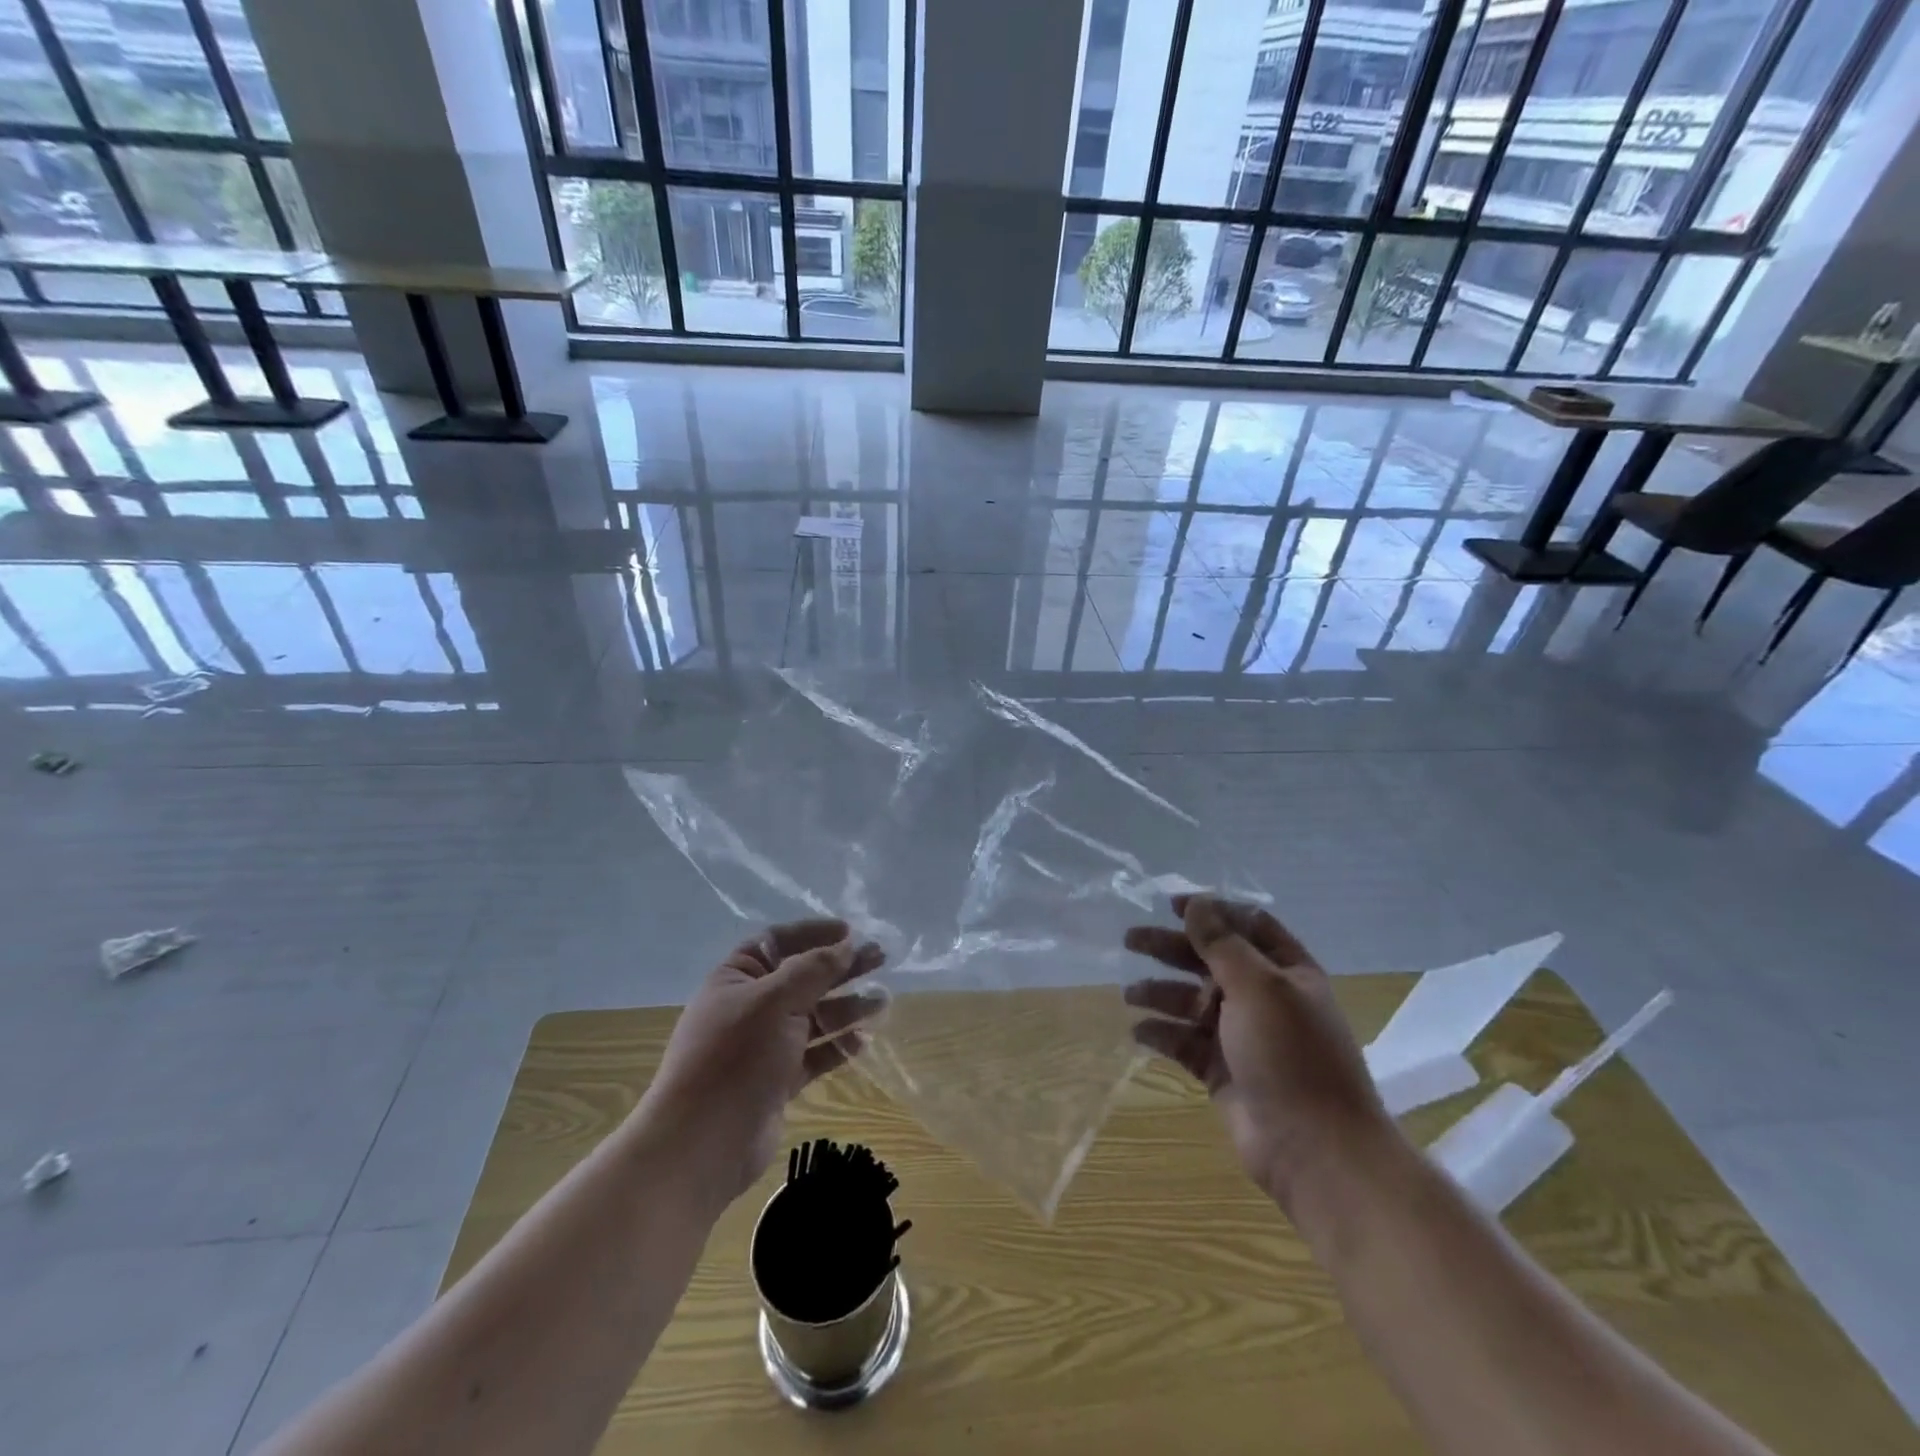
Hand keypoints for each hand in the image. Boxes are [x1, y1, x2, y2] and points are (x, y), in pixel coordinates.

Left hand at [639, 919, 884, 1209]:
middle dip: (840, 967)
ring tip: (883, 1001)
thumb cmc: (735, 1058)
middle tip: (880, 958)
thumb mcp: (775, 1001)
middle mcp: (750, 1007)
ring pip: (813, 1016)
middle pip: (802, 977)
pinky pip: (814, 1054)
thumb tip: (846, 944)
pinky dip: (838, 1046)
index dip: (813, 933)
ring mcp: (764, 1045)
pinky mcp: (777, 1080)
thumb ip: (814, 969)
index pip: (778, 942)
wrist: (701, 1146)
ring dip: (846, 1007)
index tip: (851, 931)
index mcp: (736, 978)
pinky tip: (864, 1040)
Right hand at [1124, 895, 1395, 1214]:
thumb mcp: (1258, 987)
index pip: (1246, 925)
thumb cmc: (1291, 1055)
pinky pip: (1185, 1042)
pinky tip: (1138, 1031)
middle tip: (1130, 939)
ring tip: (1129, 993)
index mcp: (1286, 971)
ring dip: (1161, 992)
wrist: (1316, 1151)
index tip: (1170, 905)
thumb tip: (1197, 902)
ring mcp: (1242, 1036)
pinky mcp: (1222, 1071)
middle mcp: (1264, 998)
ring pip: (1192, 1002)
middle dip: (1172, 948)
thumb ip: (1222, 943)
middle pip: (1210, 960)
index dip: (1211, 911)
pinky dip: (1162, 1034)